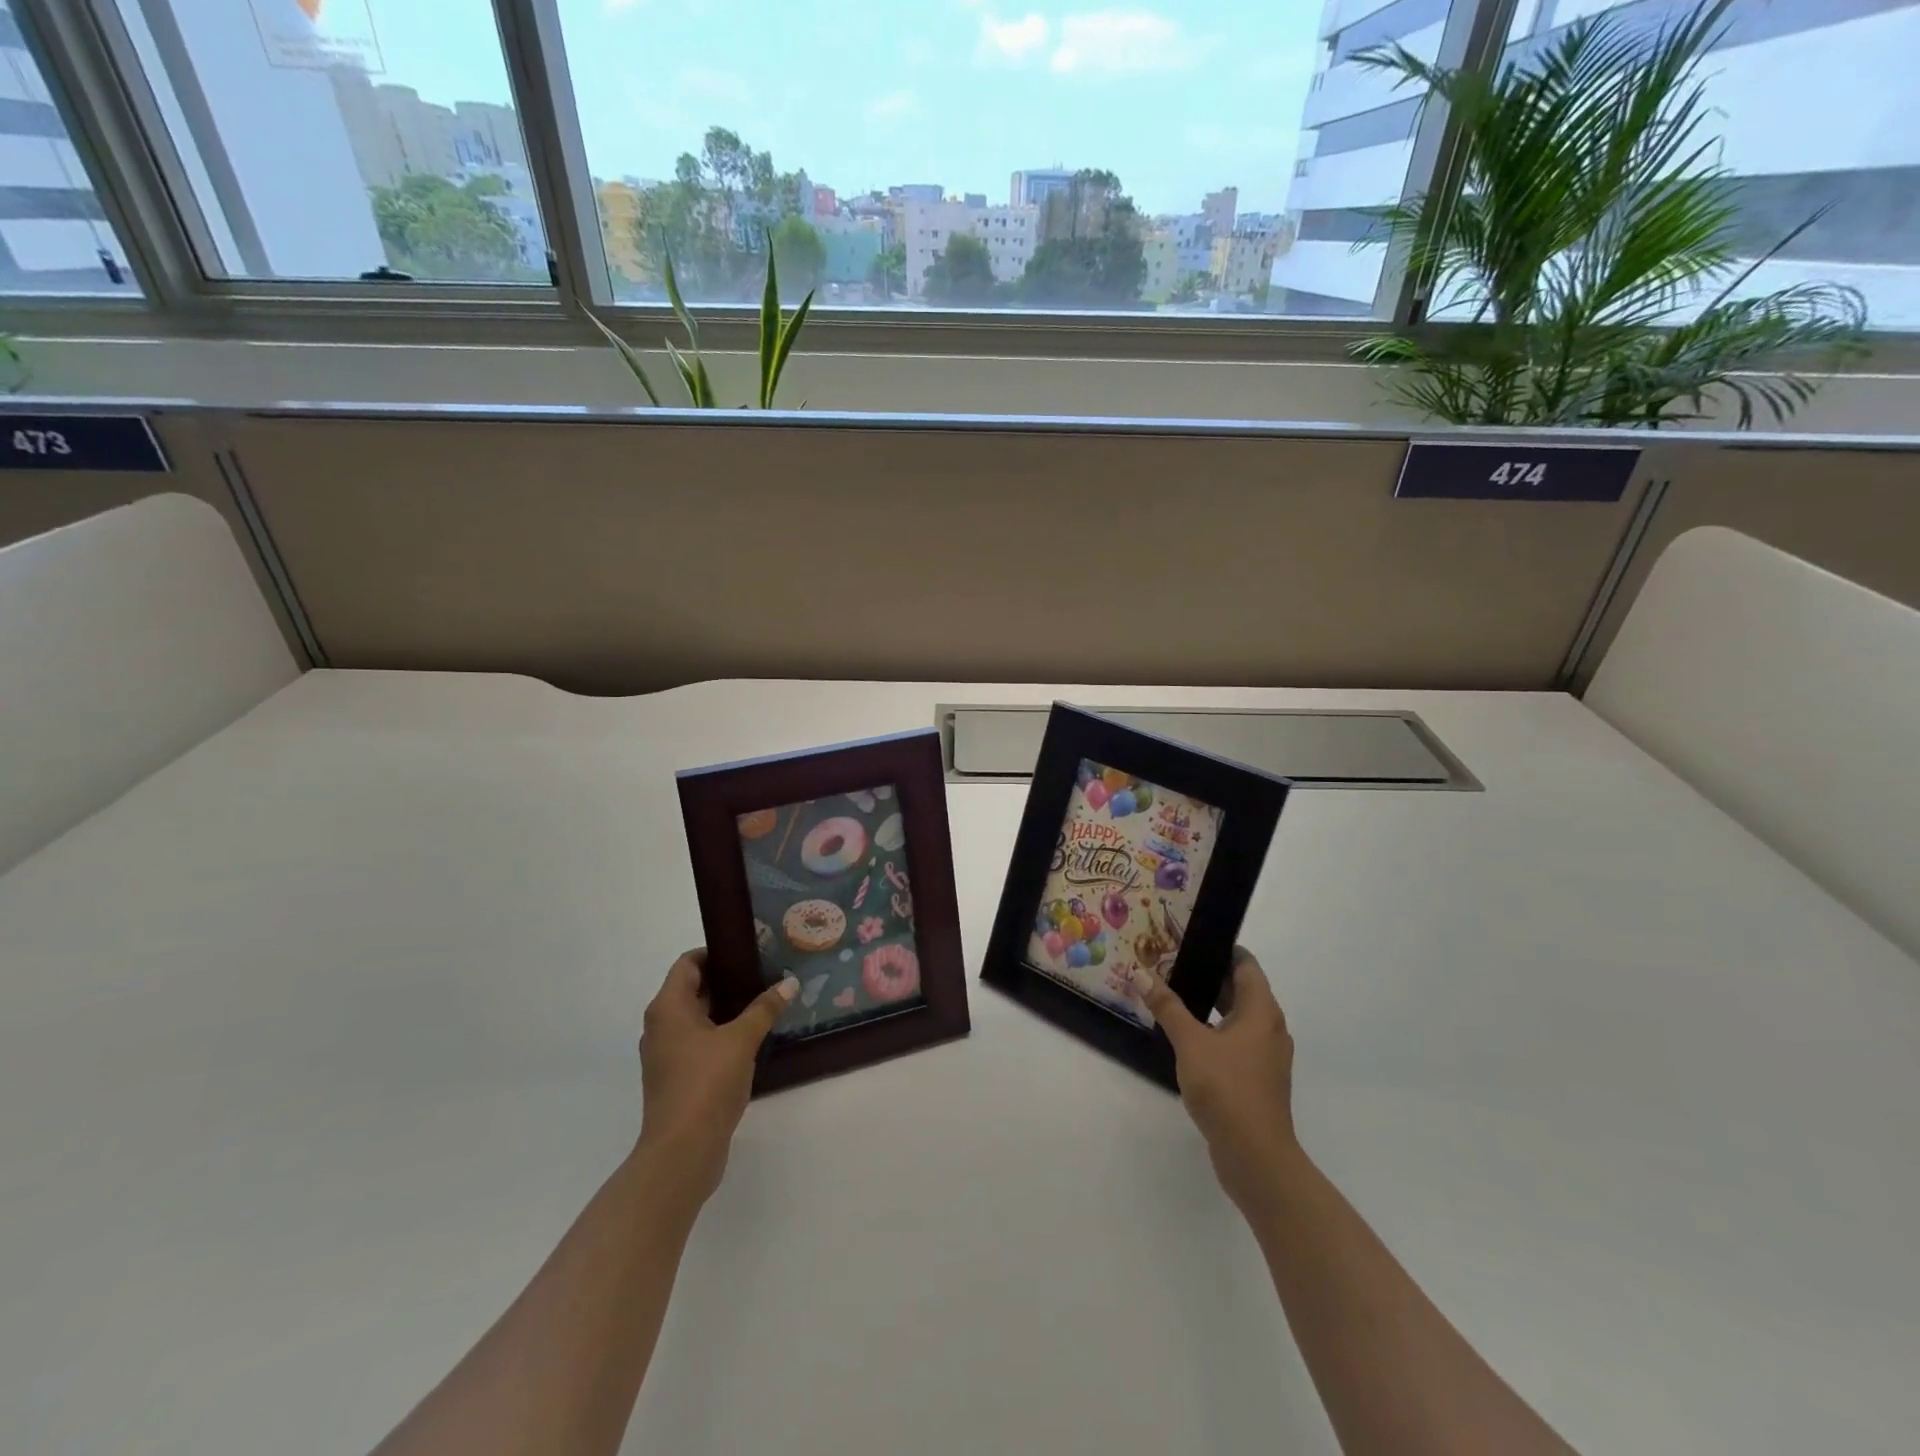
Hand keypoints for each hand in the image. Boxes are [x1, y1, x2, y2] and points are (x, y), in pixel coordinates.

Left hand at [636, 949, 796, 1204]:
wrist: (682, 1152)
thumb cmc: (706, 1084)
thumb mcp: (741, 1040)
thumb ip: (764, 1009)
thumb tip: (789, 984)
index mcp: (668, 1008)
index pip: (688, 963)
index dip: (716, 953)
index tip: (749, 952)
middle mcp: (661, 1026)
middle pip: (693, 989)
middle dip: (728, 980)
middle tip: (765, 974)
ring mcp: (667, 1054)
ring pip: (698, 1018)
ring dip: (727, 1009)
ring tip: (765, 1003)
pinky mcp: (677, 1078)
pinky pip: (699, 1042)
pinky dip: (722, 1034)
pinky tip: (753, 1038)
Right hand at [1128, 948, 1299, 1215]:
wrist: (1256, 1157)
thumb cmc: (1228, 1089)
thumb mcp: (1190, 1043)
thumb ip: (1167, 1007)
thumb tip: (1141, 974)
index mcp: (1262, 1011)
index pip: (1246, 964)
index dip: (1221, 948)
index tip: (1189, 938)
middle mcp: (1269, 1027)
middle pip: (1241, 988)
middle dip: (1208, 974)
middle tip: (1170, 962)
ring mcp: (1265, 1055)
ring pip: (1236, 1016)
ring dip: (1209, 1004)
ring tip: (1171, 993)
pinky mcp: (1256, 1078)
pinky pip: (1234, 1040)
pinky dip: (1213, 1029)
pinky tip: (1184, 1034)